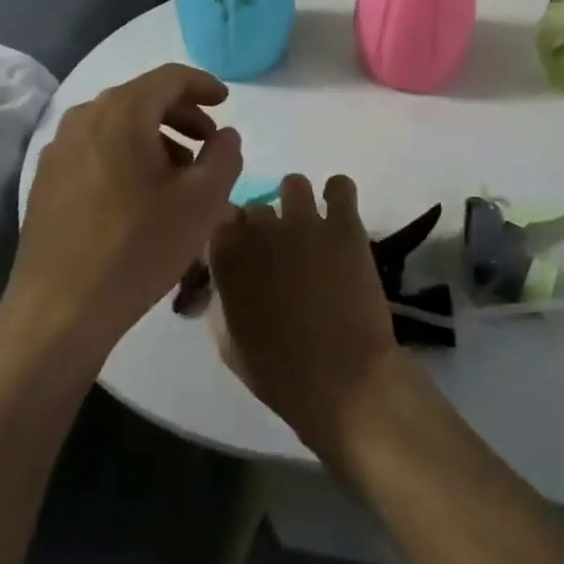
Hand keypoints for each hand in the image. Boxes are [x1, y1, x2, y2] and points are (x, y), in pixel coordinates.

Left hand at [4, 64, 242, 366]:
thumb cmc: (139, 247)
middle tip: (208, 142)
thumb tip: (225, 135)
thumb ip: (224, 156)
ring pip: (117, 126)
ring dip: (155, 138)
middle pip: (142, 98)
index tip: (225, 101)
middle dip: (181, 115)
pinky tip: (141, 195)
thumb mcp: (203, 201)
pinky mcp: (46, 181)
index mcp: (122, 112)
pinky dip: (126, 156)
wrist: (59, 311)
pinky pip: (96, 150)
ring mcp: (58, 150)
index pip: (169, 77)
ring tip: (180, 174)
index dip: (203, 84)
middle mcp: (84, 118)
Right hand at [209, 174, 399, 456]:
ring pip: (294, 184)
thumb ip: (221, 303)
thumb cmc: (281, 374)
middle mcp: (261, 231)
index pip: (219, 223)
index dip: (231, 236)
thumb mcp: (230, 346)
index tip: (241, 251)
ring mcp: (304, 223)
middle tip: (280, 249)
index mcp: (228, 261)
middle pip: (256, 207)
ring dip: (297, 203)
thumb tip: (223, 285)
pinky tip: (340, 216)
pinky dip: (338, 195)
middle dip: (265, 225)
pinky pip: (340, 186)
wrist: (343, 379)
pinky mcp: (344, 224)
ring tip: (310, 228)